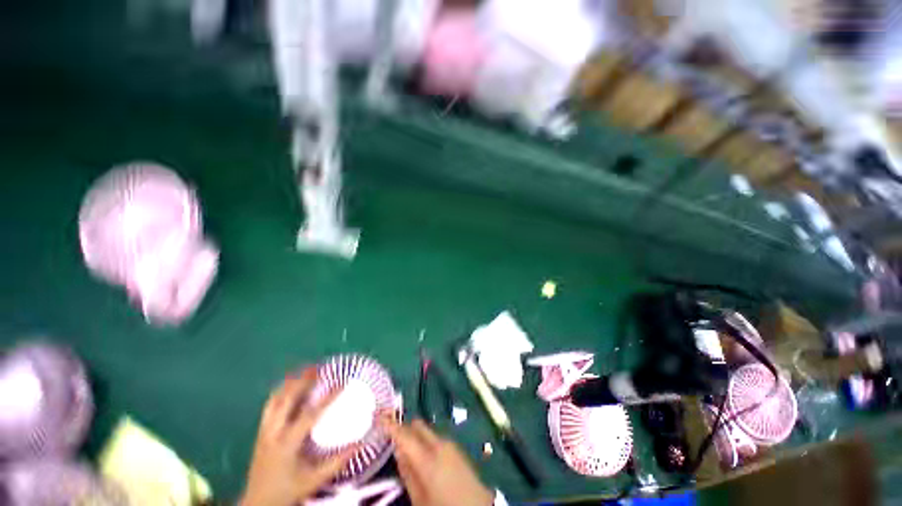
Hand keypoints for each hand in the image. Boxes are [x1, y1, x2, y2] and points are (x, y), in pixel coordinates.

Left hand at [241, 368, 352, 505]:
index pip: (310, 414)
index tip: (342, 383)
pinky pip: (269, 406)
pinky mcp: (260, 431)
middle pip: (287, 399)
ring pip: (275, 400)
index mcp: (287, 443)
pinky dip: (280, 392)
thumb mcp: (314, 480)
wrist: (257, 503)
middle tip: (317, 367)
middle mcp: (273, 432)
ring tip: (303, 372)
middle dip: (302, 381)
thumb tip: (360, 444)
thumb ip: (337, 462)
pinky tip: (288, 387)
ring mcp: (264, 431)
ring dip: (290, 383)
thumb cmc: (287, 491)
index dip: (327, 397)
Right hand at [383, 418, 493, 505]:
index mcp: (427, 458)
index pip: (404, 434)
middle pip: (417, 425)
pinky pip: (435, 437)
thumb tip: (398, 451)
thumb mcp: (420, 499)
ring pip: (426, 430)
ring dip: (415, 436)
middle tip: (392, 438)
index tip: (378, 415)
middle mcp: (439, 444)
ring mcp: (450, 443)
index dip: (390, 424)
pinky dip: (426, 441)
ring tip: (407, 452)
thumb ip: (407, 473)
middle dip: (404, 428)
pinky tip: (423, 457)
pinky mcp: (456, 447)